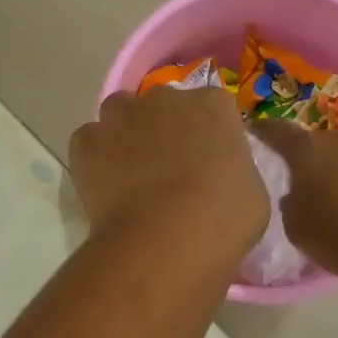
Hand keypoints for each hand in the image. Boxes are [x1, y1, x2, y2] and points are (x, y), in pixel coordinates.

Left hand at [69, 86, 268, 258]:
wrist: (165, 239)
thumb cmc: (223, 219)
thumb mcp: (252, 193)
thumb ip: (234, 169)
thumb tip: (220, 174)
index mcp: (212, 105)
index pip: (212, 106)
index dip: (207, 132)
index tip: (207, 160)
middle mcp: (164, 98)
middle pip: (163, 105)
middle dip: (165, 128)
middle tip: (168, 169)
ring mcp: (121, 116)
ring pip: (120, 113)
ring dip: (125, 133)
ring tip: (130, 172)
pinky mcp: (86, 141)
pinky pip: (89, 141)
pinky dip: (94, 158)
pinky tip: (104, 186)